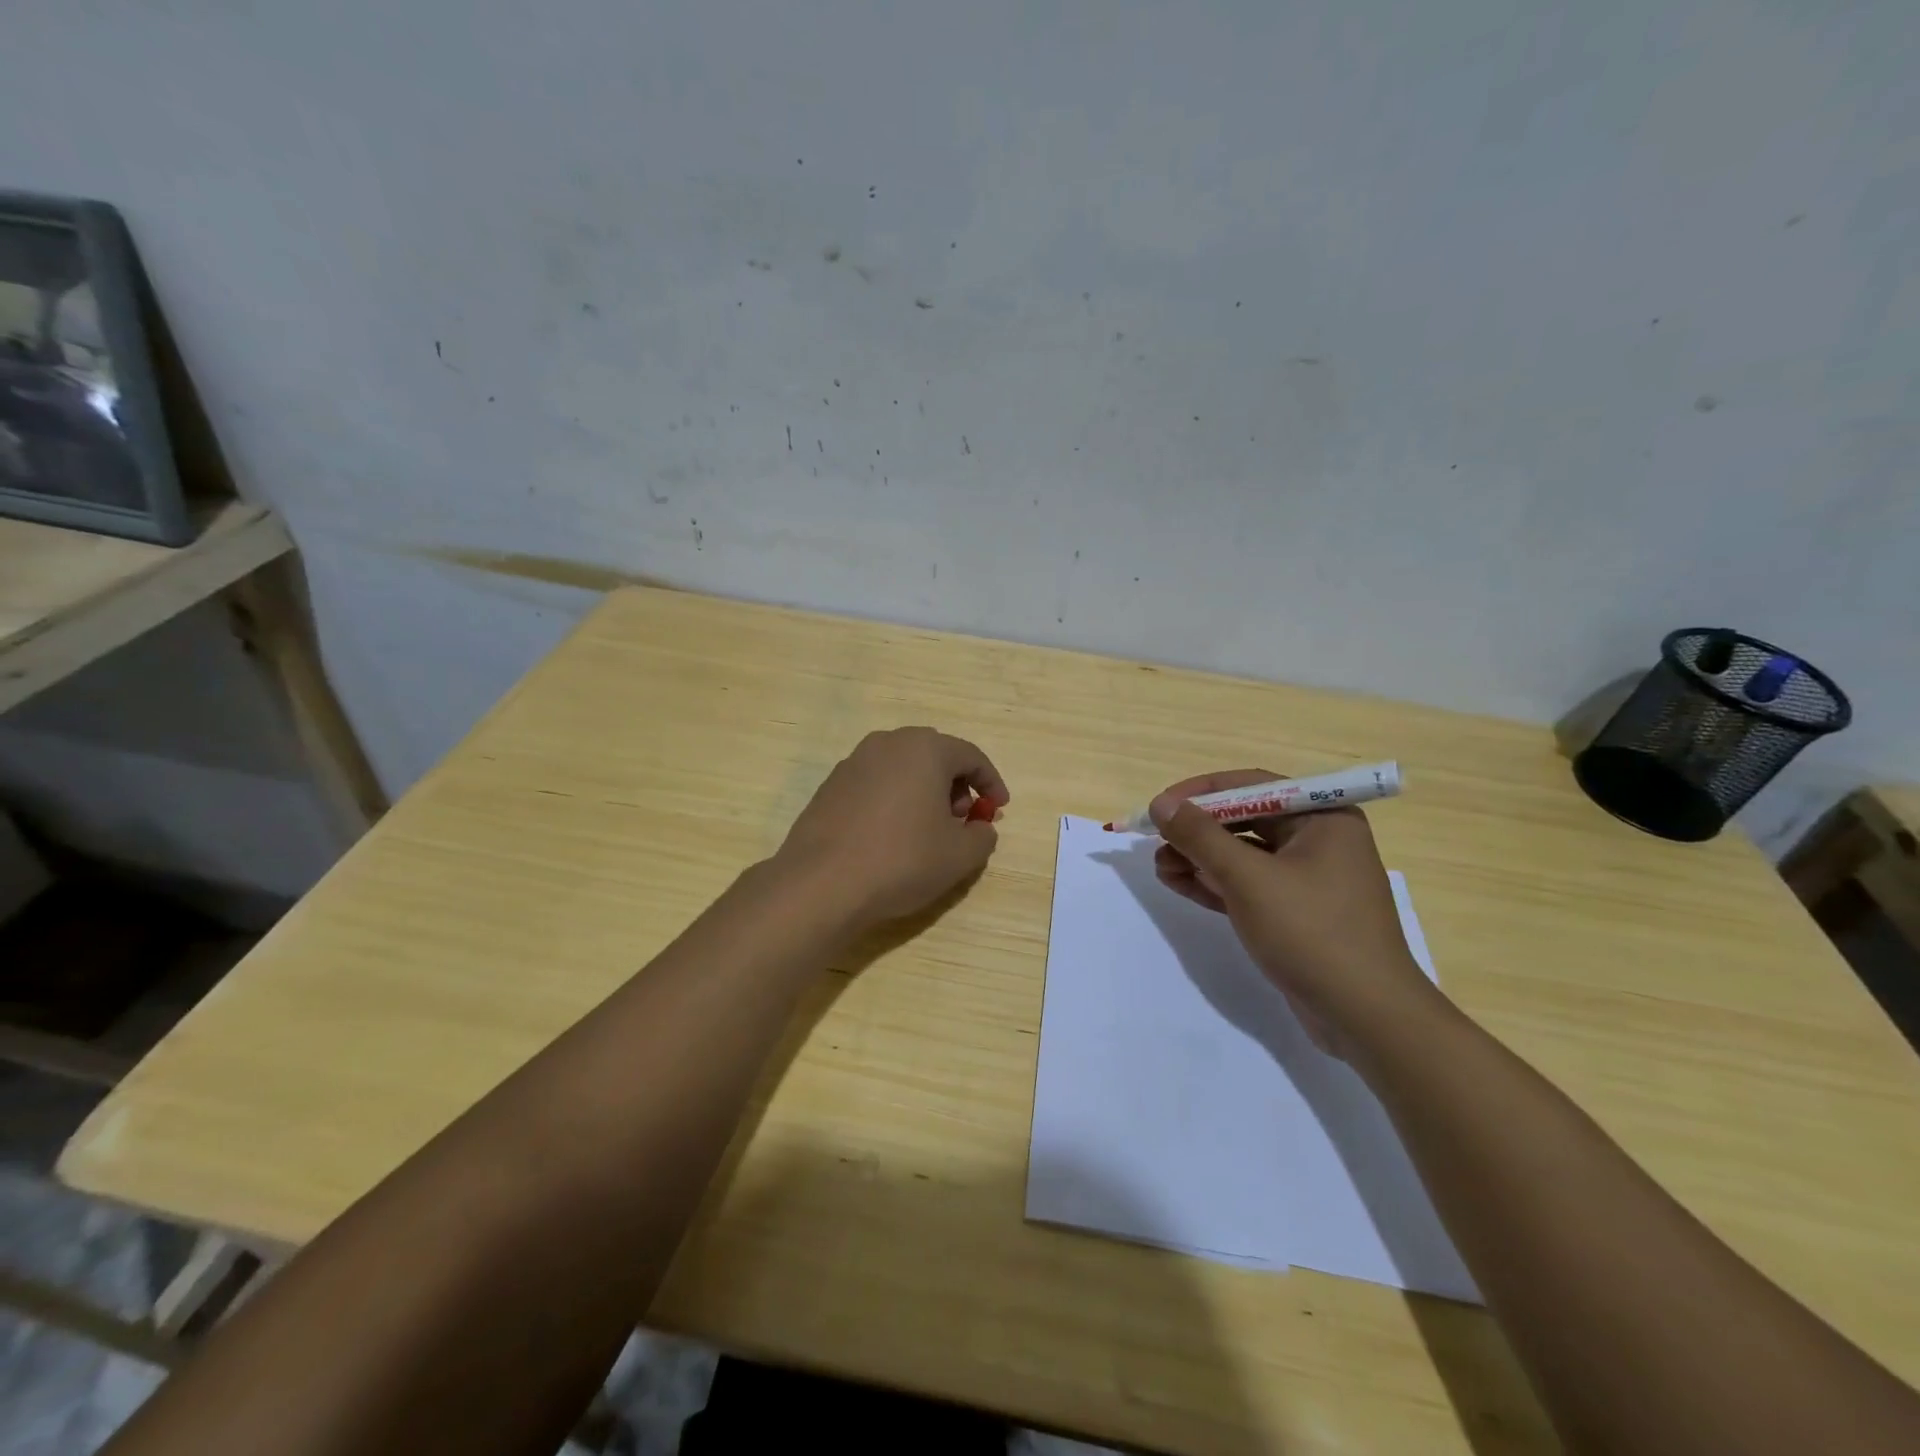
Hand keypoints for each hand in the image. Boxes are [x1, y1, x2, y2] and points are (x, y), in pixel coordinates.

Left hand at [772, 728, 1009, 931]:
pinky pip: (875, 784)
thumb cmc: (901, 860)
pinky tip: (891, 836)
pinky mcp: (830, 786)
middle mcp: (887, 744)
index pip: (971, 756)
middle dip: (956, 785)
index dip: (991, 783)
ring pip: (902, 768)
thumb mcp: (960, 855)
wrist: (821, 883)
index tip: (999, 809)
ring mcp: (853, 762)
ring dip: (923, 791)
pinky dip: (893, 800)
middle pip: (935, 756)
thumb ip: (982, 836)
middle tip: (963, 819)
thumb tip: (981, 827)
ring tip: (928, 830)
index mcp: (924, 749)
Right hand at [1151, 770, 1438, 1054]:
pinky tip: (1178, 883)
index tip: (1159, 807)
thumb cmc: (1312, 933)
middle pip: (1244, 820)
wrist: (1366, 1017)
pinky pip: (1248, 885)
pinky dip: (1214, 883)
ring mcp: (1308, 878)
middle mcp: (1318, 839)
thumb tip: (1161, 804)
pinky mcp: (1296, 912)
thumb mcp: (1248, 879)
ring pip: (1242, 855)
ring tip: (1159, 868)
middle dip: (1196, 832)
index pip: (1251, 787)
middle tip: (1155, 843)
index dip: (1199, 793)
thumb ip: (1201, 836)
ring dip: (1199, 859)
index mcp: (1322, 817)